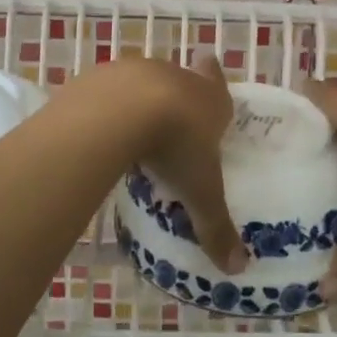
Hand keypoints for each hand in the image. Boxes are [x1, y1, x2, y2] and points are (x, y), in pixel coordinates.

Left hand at [101, 49, 247, 273]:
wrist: (121, 110)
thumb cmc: (175, 146)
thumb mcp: (200, 192)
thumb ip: (215, 227)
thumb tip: (237, 269)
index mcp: (210, 99)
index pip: (218, 83)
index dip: (215, 80)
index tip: (209, 68)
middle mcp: (177, 77)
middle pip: (182, 81)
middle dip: (178, 97)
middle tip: (172, 121)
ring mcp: (137, 71)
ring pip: (144, 82)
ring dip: (141, 100)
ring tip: (133, 130)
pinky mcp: (103, 75)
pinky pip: (108, 90)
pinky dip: (106, 105)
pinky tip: (99, 128)